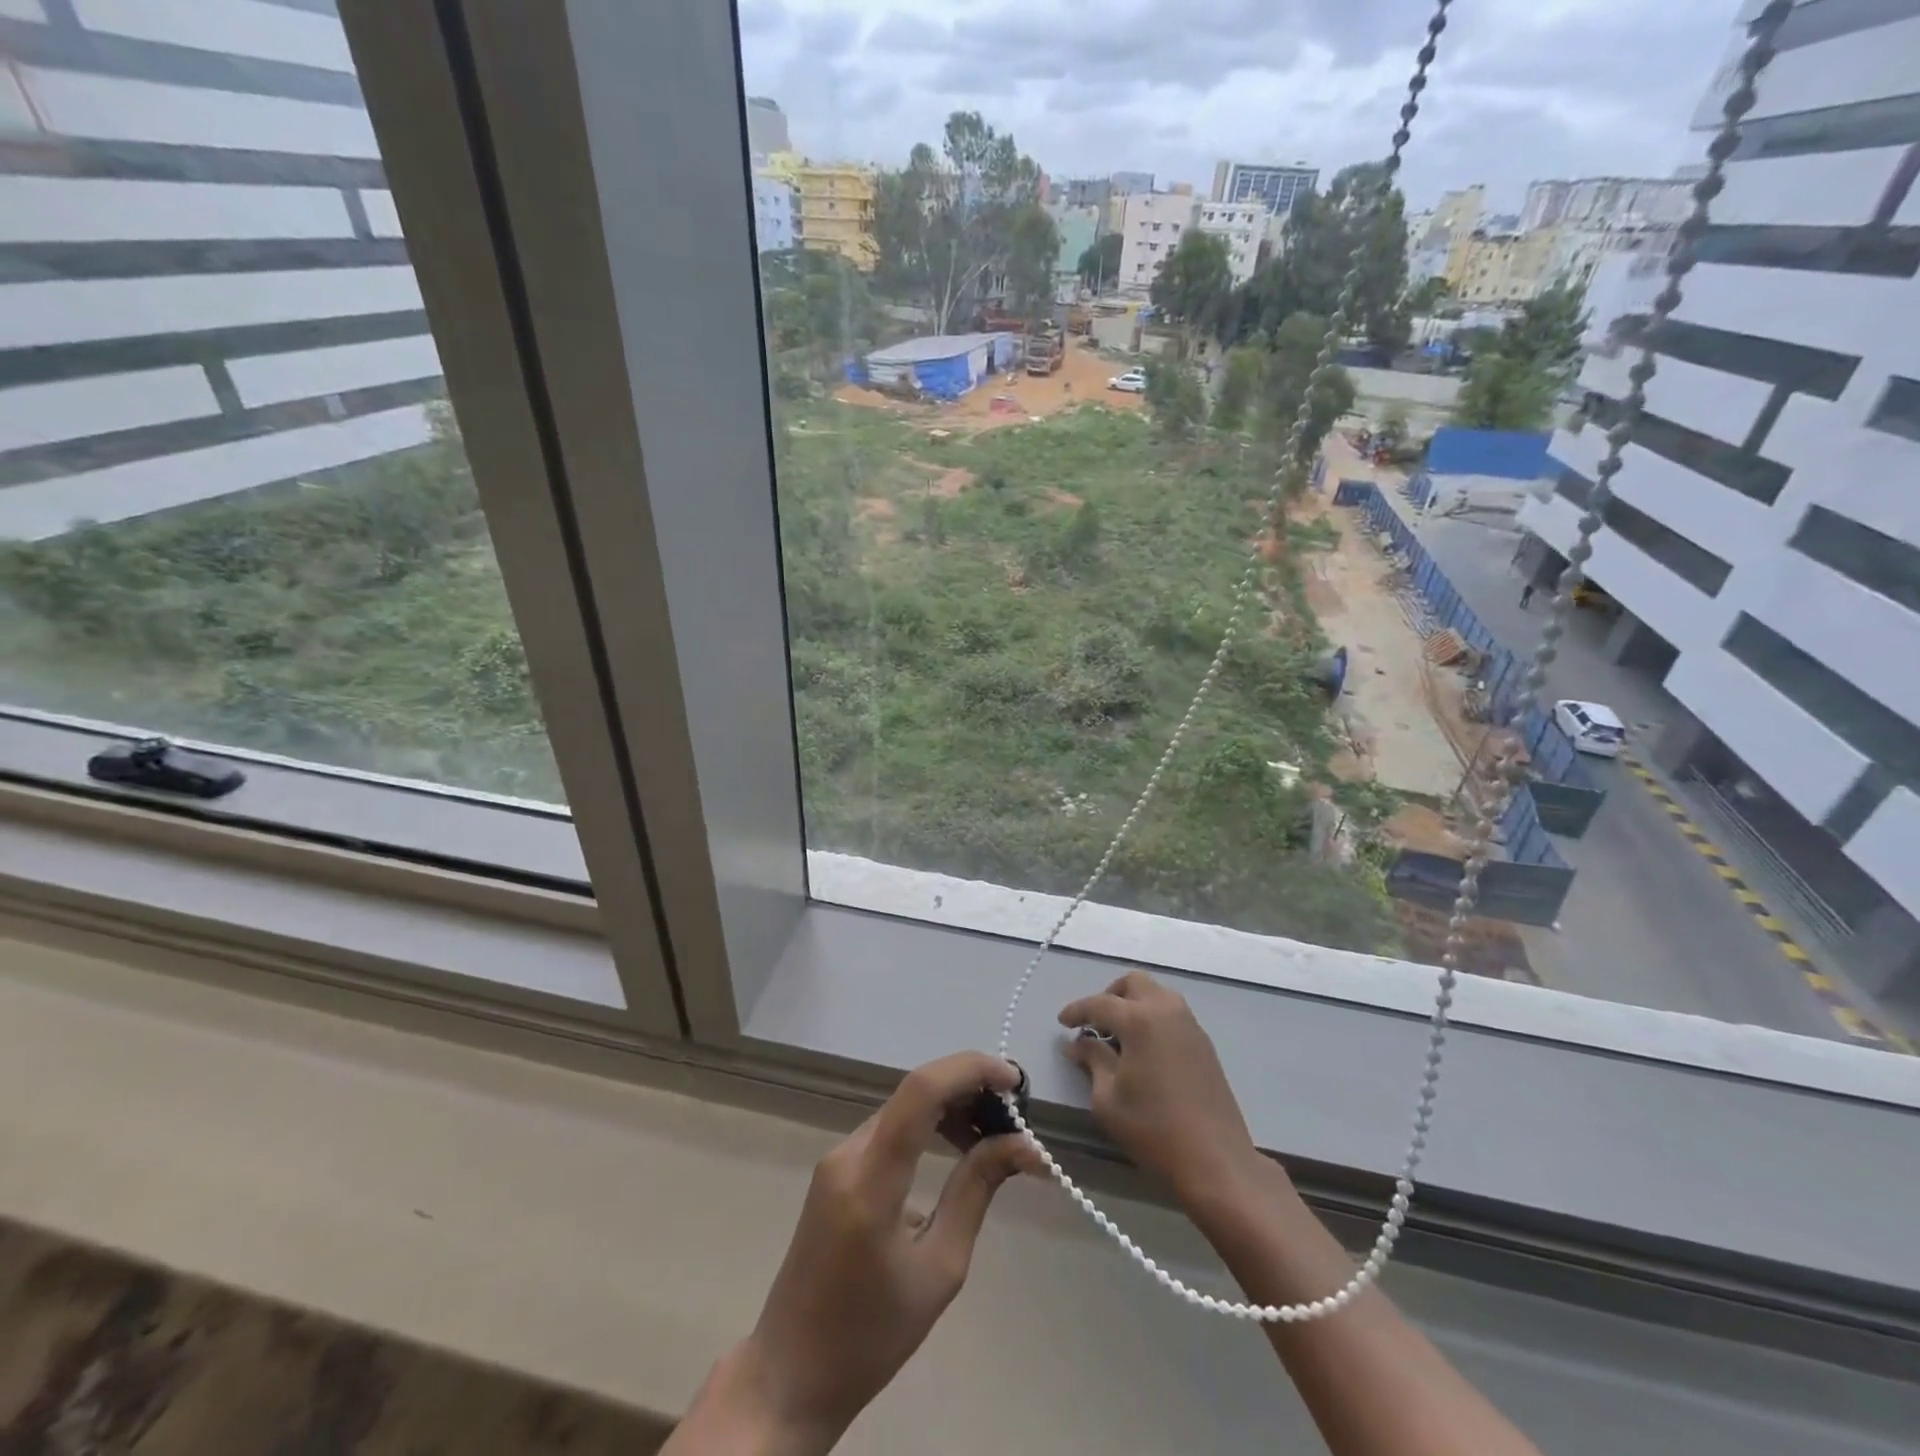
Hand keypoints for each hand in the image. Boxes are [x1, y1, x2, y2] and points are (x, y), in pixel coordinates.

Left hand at [717, 1053, 1037, 1453]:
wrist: (791, 1372)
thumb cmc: (872, 1336)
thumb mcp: (940, 1269)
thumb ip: (977, 1191)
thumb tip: (1024, 1145)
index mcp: (871, 1180)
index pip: (921, 1091)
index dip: (971, 1070)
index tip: (1015, 1080)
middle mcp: (849, 1152)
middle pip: (915, 1092)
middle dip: (970, 1088)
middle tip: (1016, 1114)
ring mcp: (837, 1156)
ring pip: (904, 1107)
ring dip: (952, 1106)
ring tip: (996, 1134)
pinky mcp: (836, 1167)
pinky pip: (891, 1127)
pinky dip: (929, 1125)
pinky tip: (958, 1146)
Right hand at [1060, 969, 1260, 1200]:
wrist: (1216, 1160)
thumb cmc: (1153, 1129)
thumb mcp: (1108, 1099)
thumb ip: (1093, 1061)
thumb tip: (1079, 1043)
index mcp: (1140, 1020)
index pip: (1100, 1003)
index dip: (1077, 1011)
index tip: (1062, 1022)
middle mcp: (1167, 1011)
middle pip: (1134, 983)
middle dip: (1110, 996)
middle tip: (1095, 1023)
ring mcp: (1190, 1026)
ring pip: (1157, 995)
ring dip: (1134, 1005)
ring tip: (1118, 1036)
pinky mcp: (1204, 1044)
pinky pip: (1172, 1015)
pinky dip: (1153, 1019)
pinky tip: (1143, 1050)